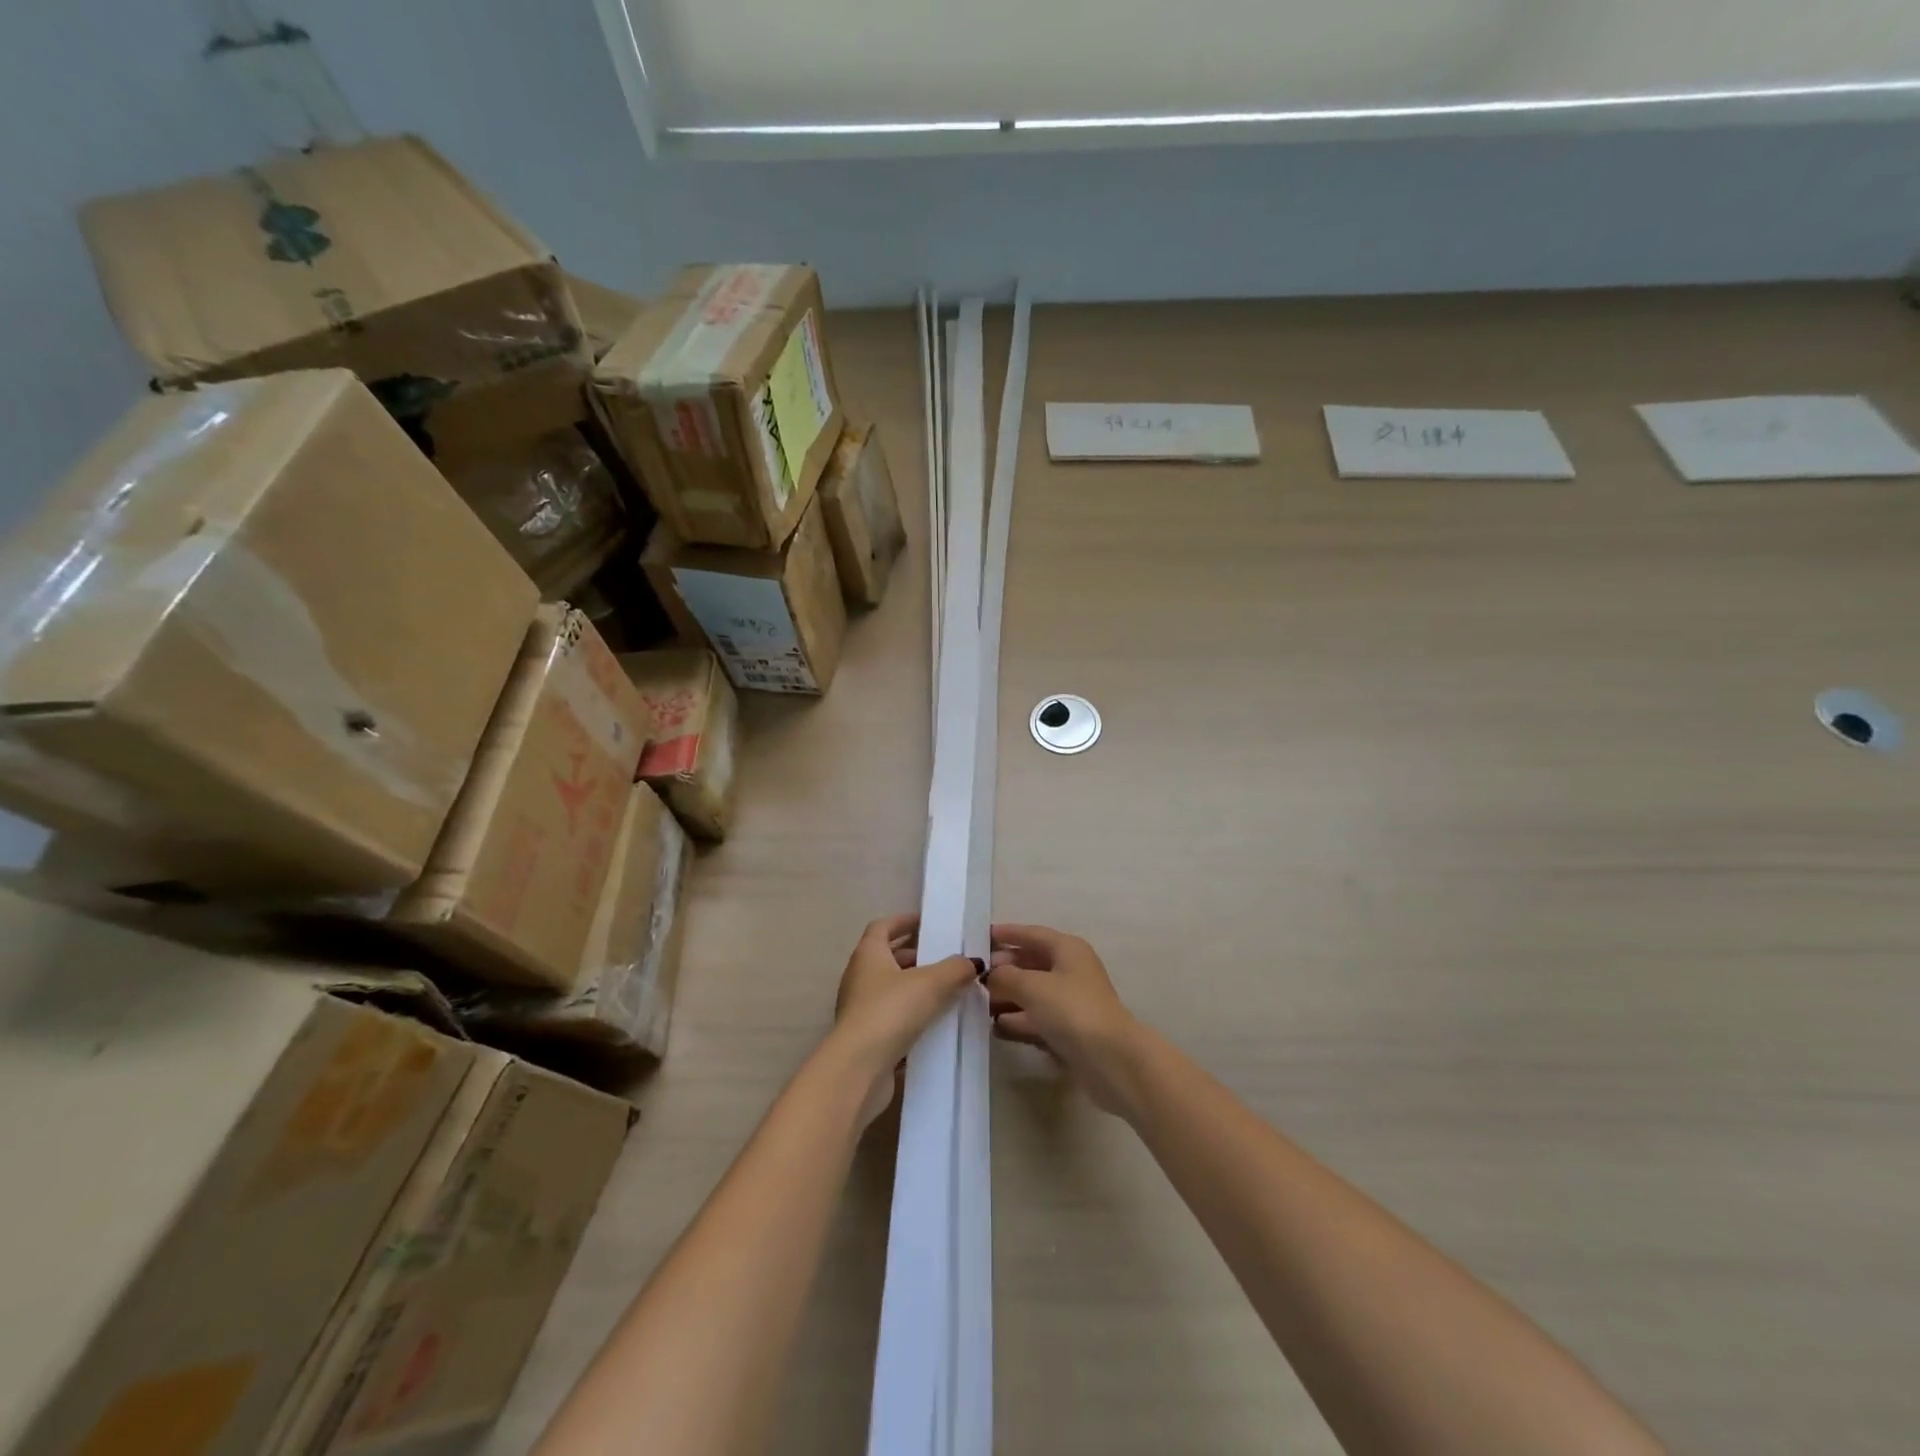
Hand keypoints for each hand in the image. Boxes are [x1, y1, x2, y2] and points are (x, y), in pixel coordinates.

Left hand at [832, 914, 978, 1124]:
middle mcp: (859, 976)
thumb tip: (973, 962)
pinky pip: (892, 1017)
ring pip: (891, 989)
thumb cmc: (891, 1011)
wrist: (859, 1068)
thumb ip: (955, 969)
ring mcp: (859, 1008)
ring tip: (947, 989)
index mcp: (868, 954)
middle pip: (887, 957)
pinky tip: (936, 1022)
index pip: (883, 927)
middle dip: (915, 955)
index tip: (927, 923)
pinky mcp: (865, 1037)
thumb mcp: (931, 983)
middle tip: (945, 957)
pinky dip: (912, 1014)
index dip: (904, 921)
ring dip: (915, 986)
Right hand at [986, 924, 1143, 1115]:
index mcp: (1067, 949)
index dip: (1008, 934)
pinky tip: (997, 1027)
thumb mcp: (1032, 987)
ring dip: (1008, 996)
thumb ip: (1005, 976)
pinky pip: (1038, 1018)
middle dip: (1004, 968)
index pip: (1033, 934)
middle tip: (975, 976)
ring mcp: (1072, 1002)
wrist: (1111, 1060)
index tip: (981, 936)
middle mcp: (1071, 971)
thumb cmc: (1072, 1010)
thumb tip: (991, 975)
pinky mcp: (1070, 1030)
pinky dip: (1019, 1020)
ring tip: (978, 1003)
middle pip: (1032, 963)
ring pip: (1033, 993)